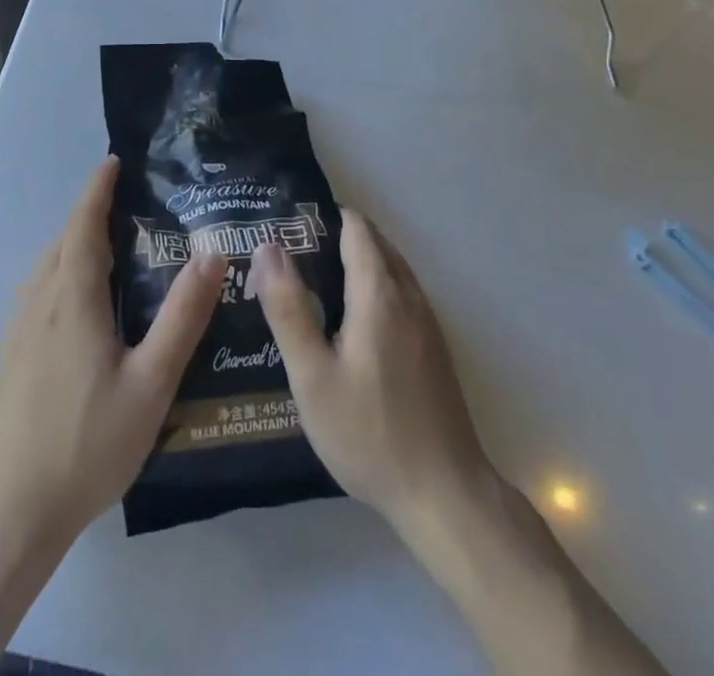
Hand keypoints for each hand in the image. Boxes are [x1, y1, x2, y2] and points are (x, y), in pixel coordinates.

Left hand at [0, 156, 225, 542]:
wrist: (12, 507)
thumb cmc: (88, 442)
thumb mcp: (151, 382)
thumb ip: (183, 316)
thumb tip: (211, 254)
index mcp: (72, 297)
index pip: (83, 224)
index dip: (97, 189)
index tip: (115, 162)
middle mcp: (40, 299)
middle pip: (63, 239)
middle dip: (90, 213)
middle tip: (130, 205)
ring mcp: (18, 327)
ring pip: (46, 265)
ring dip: (74, 242)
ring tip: (109, 245)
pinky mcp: (9, 352)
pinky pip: (37, 289)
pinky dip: (59, 269)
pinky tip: (78, 299)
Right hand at [252, 210, 497, 533]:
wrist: (445, 495)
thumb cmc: (370, 433)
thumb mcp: (313, 376)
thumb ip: (289, 308)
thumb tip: (268, 247)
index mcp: (379, 292)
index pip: (355, 226)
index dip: (320, 218)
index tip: (285, 228)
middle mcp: (409, 295)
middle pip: (373, 242)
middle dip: (333, 238)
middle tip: (288, 258)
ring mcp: (427, 321)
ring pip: (389, 268)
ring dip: (354, 264)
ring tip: (310, 286)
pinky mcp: (433, 347)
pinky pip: (400, 294)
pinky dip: (372, 288)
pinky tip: (347, 325)